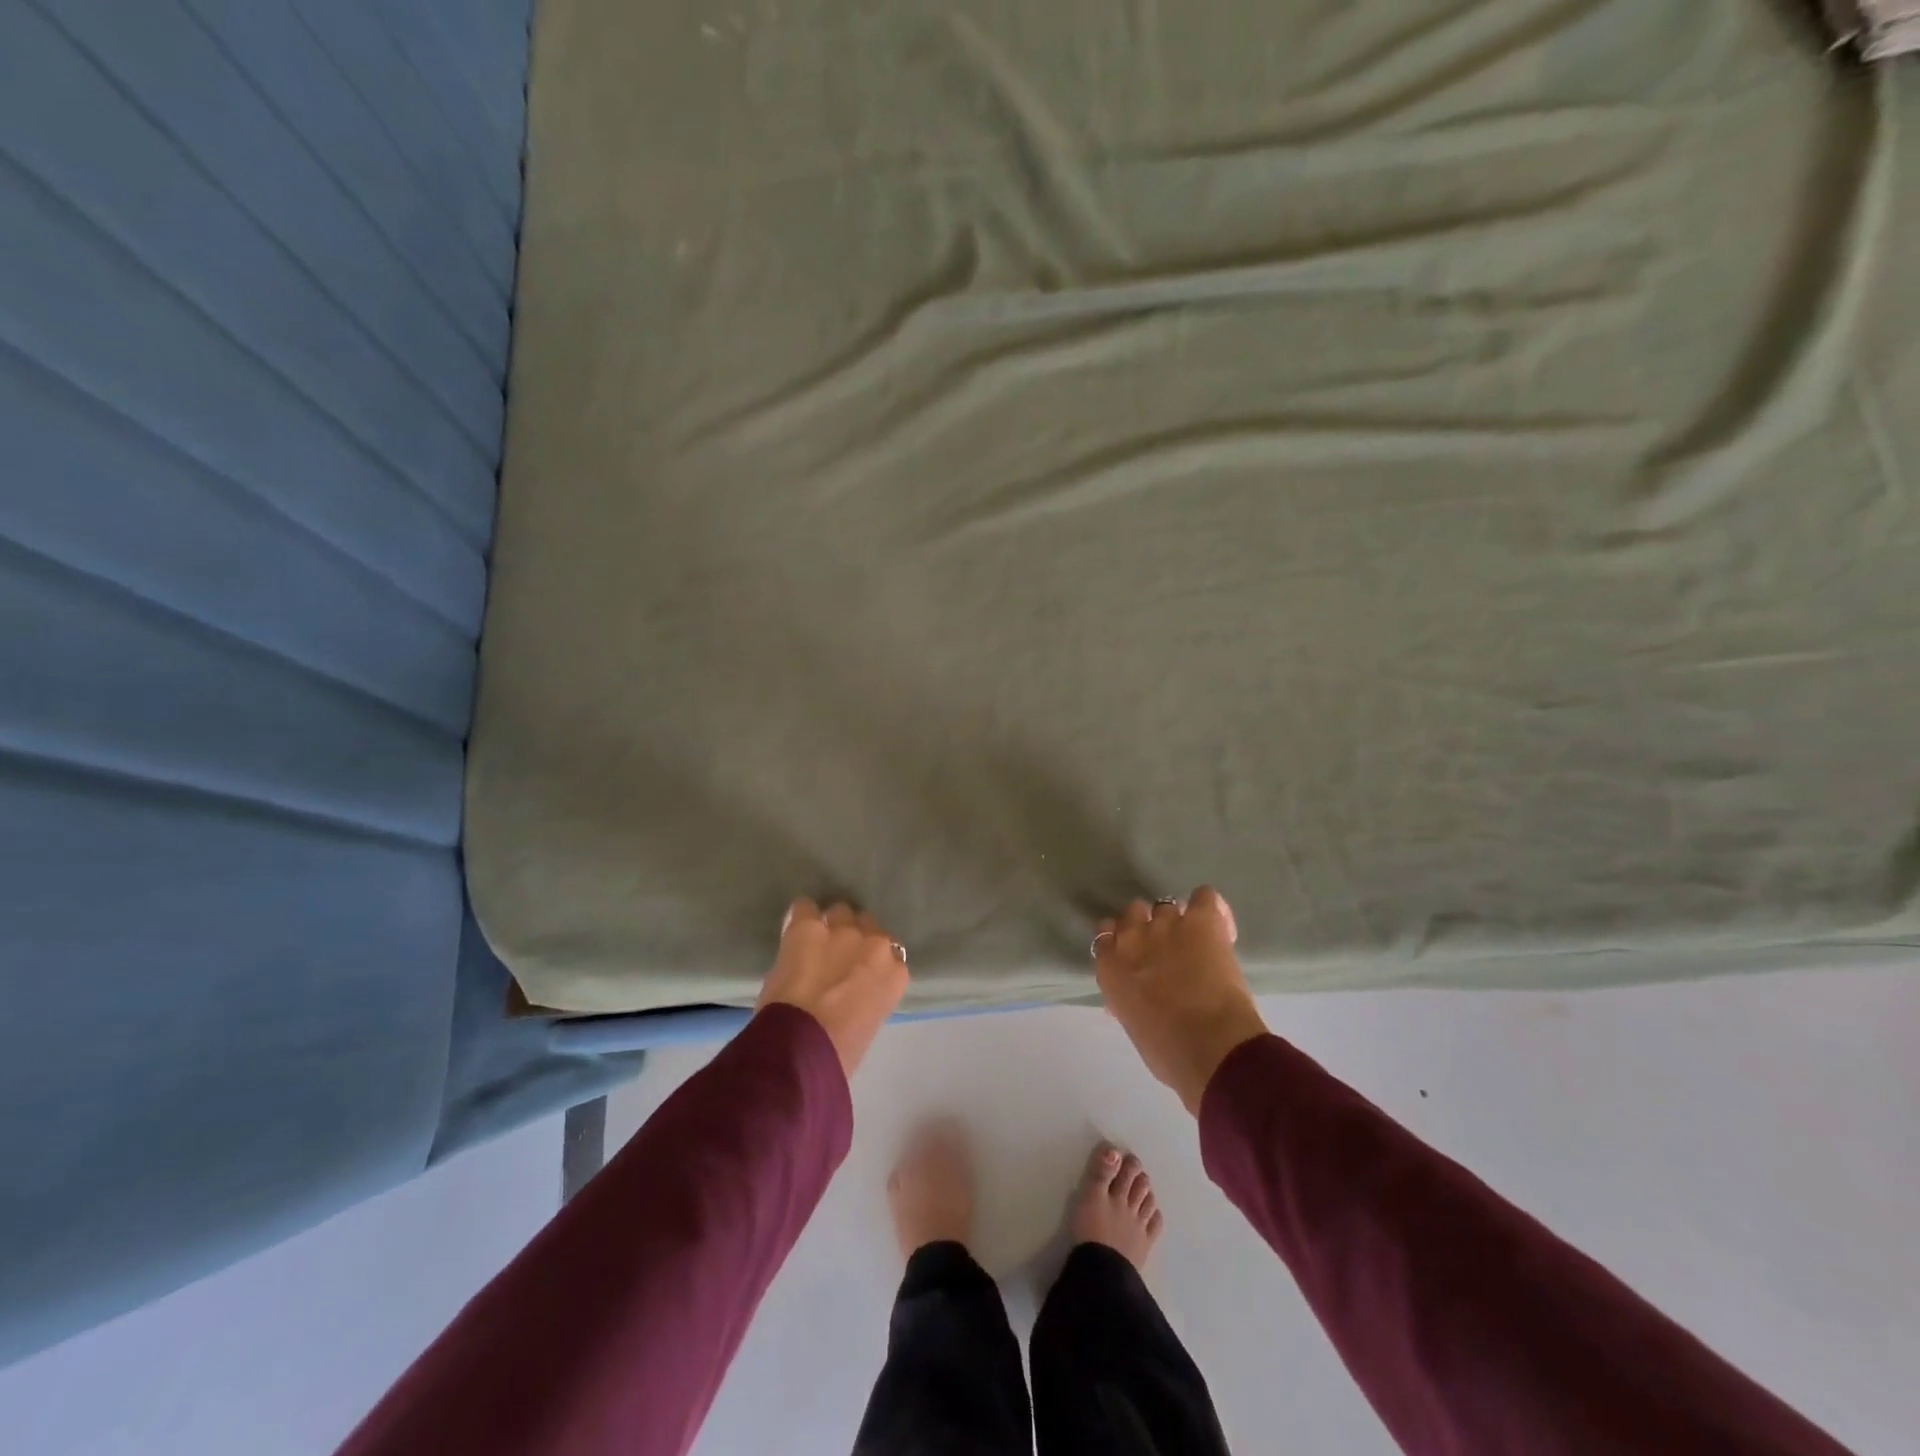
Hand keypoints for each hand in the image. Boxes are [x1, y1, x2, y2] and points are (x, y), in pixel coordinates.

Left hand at [757, 899, 909, 1077]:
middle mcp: (875, 944)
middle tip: (834, 958)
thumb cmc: (838, 1052)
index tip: (857, 974)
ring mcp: (842, 931)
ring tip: (812, 943)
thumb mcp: (868, 1025)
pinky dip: (800, 917)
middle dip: (853, 938)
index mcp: (895, 974)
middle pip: (868, 925)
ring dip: (829, 925)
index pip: (889, 955)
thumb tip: (851, 996)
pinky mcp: (808, 927)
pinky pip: (804, 908)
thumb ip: (868, 999)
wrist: (802, 1046)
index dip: (870, 962)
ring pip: (840, 911)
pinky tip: (793, 930)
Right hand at [1093, 887, 1267, 1114]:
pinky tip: (1217, 924)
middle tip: (1166, 949)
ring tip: (1196, 941)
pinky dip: (1209, 907)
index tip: (1135, 955)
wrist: (1210, 1046)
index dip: (1121, 941)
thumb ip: (1125, 1002)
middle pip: (1134, 912)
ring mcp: (1166, 924)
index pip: (1105, 935)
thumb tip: (1128, 1000)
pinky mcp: (1201, 920)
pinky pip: (1204, 897)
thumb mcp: (1133, 1026)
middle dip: (1147, 926)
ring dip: (1178, 921)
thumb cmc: (1167, 1051)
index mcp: (1109, 966)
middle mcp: (1132, 937)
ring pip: (1166, 906)